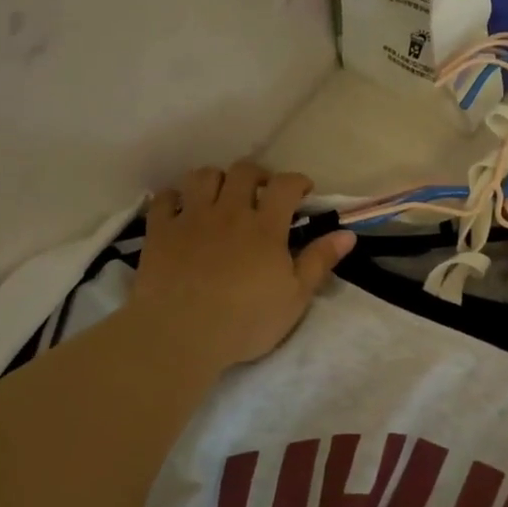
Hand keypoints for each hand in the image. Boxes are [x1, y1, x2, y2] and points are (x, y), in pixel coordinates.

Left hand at [131, 161, 355, 372]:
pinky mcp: (160, 232)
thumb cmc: (246, 321)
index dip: (297, 181)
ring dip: (216, 179)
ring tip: (220, 196)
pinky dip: (175, 198)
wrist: (181, 335)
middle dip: (257, 175)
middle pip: (242, 172)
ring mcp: (191, 218)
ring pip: (202, 176)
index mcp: (265, 227)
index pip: (285, 185)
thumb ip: (319, 262)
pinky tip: (181, 210)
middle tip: (261, 192)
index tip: (303, 191)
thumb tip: (347, 234)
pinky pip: (164, 199)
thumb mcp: (295, 298)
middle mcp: (229, 212)